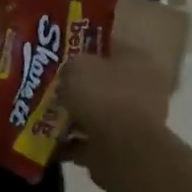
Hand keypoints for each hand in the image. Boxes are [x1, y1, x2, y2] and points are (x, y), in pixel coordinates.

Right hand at [57, 49, 171, 176]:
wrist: (122, 148)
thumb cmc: (102, 95)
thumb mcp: (75, 66)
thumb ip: (71, 65)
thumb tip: (70, 73)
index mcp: (137, 58)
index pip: (109, 44)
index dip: (84, 46)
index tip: (61, 52)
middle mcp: (143, 86)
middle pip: (104, 80)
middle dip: (79, 85)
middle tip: (54, 85)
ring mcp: (138, 119)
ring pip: (100, 111)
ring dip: (77, 114)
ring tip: (48, 115)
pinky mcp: (127, 147)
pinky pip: (95, 139)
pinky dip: (76, 141)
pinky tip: (54, 140)